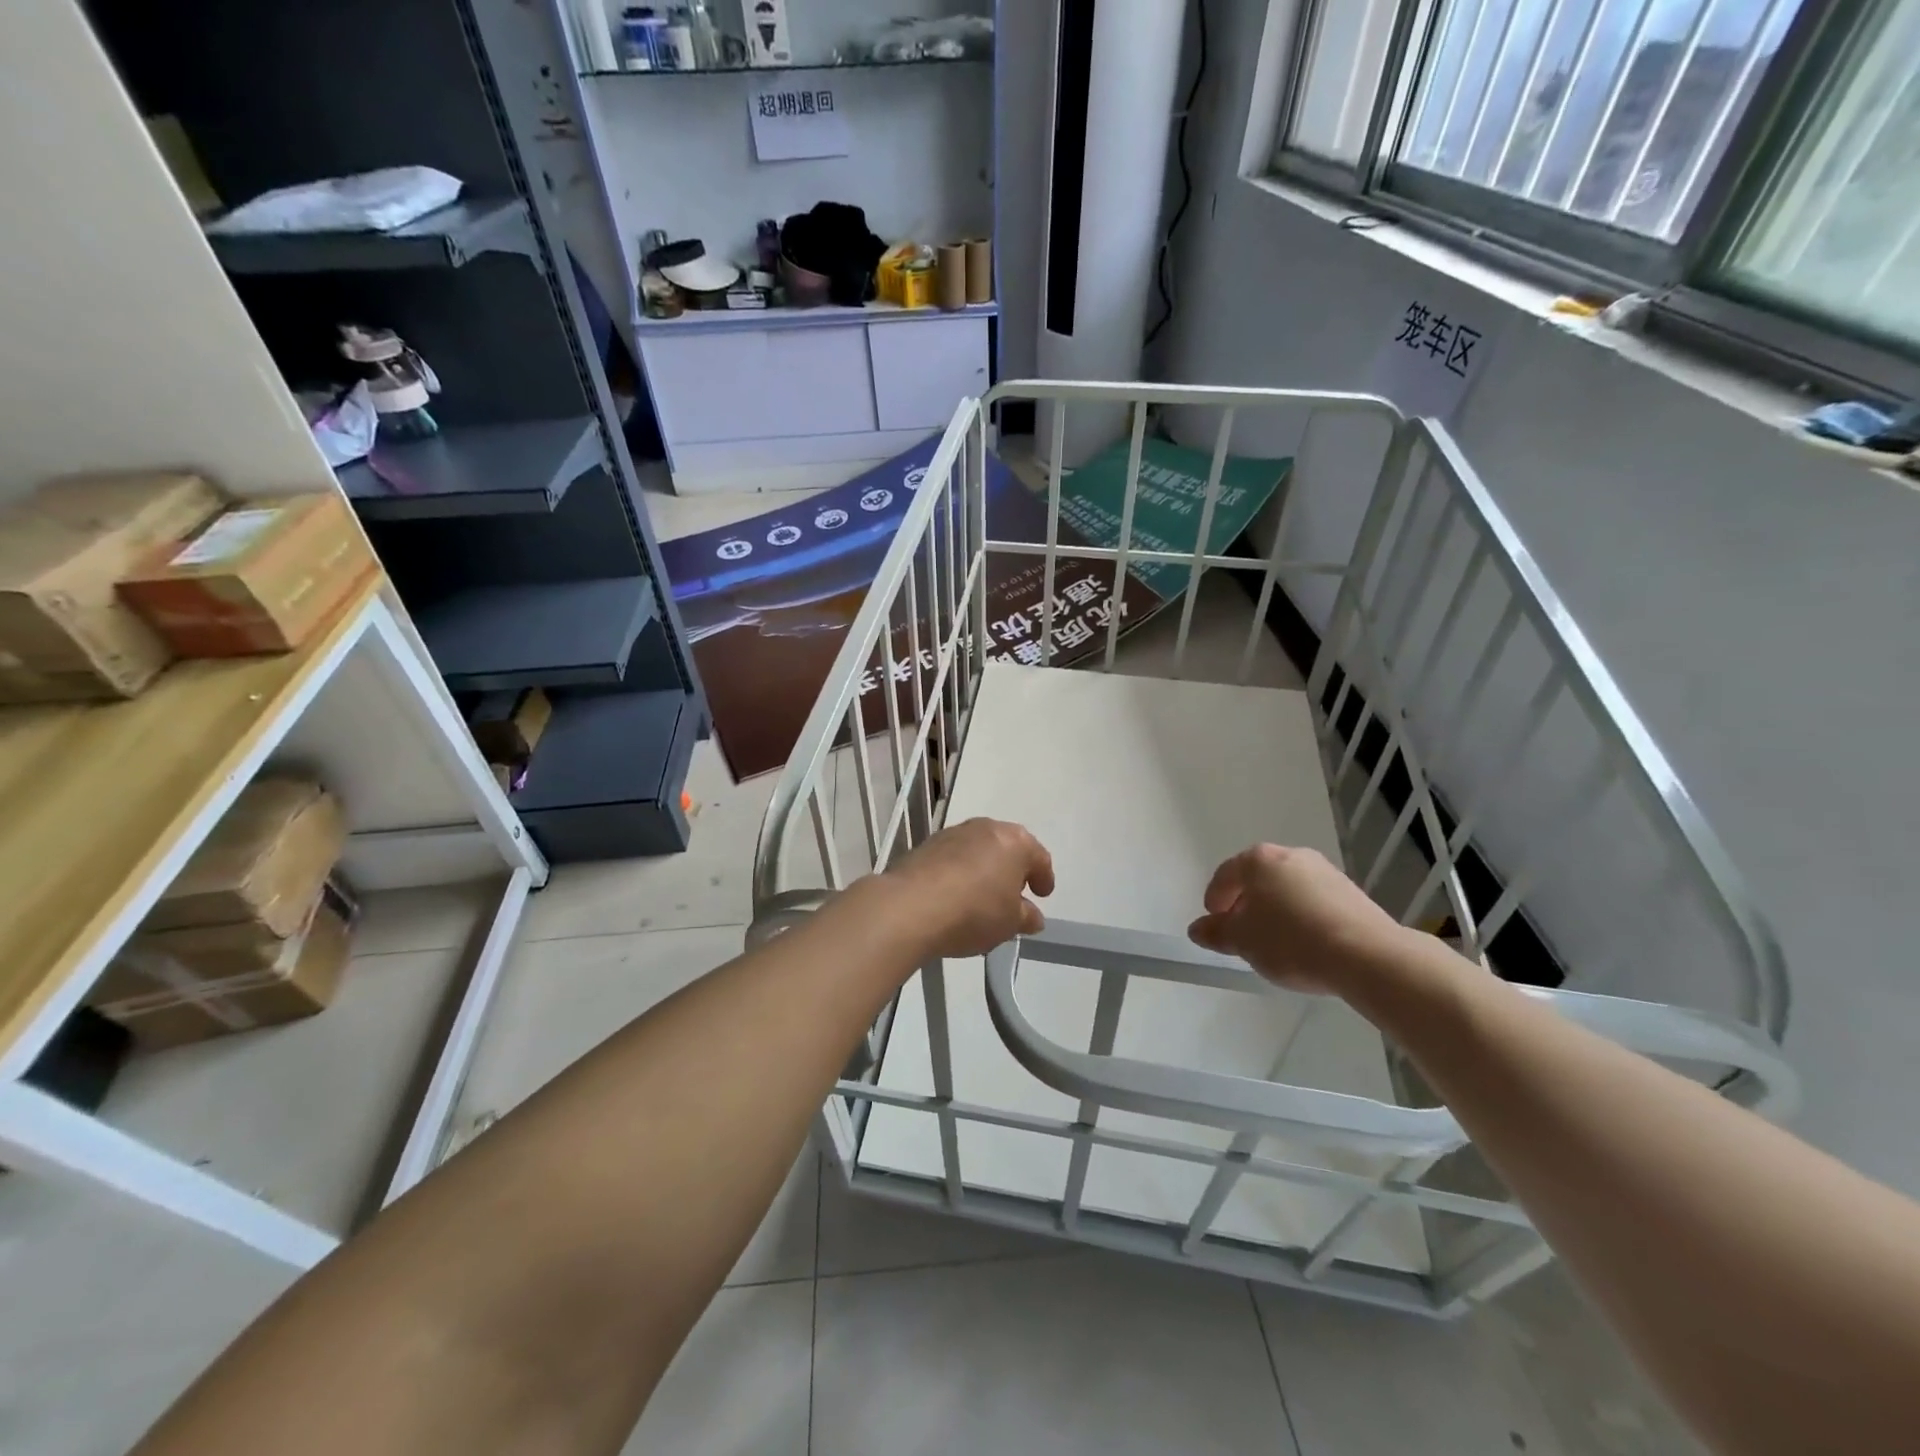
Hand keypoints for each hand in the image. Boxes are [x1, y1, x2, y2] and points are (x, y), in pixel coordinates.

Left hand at [879, 818, 1054, 958]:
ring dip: (984, 869)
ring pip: (978, 849)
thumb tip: (1032, 916)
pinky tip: (955, 896)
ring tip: (982, 897)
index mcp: (1015, 841)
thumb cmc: (974, 912)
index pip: (1039, 857)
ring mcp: (953, 833)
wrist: (910, 907)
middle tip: (1013, 893)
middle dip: (1012, 869)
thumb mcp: (1009, 923)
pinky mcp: (926, 845)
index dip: (1044, 877)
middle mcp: (985, 828)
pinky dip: (959, 872)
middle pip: (1007, 847)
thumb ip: (1025, 917)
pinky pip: (953, 858)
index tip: (1042, 894)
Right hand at [1188, 844, 1410, 994]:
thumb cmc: (1291, 941)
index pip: (1225, 874)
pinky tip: (1305, 942)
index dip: (1215, 899)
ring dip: (1276, 909)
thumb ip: (1217, 933)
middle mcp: (1290, 855)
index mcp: (1258, 860)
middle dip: (1246, 902)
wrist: (1366, 955)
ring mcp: (1324, 871)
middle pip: (1258, 877)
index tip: (1215, 921)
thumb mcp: (1243, 942)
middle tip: (1242, 931)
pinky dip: (1302, 915)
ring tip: (1275, 941)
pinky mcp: (1350, 892)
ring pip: (1287, 887)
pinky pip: (1313, 900)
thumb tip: (1198, 929)